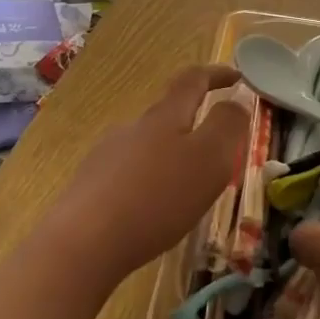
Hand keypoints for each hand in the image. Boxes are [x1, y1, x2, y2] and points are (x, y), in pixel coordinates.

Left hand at [51, 64, 248, 286]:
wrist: (82, 243)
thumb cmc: (156, 198)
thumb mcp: (209, 159)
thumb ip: (228, 125)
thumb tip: (236, 101)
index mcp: (165, 116)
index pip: (193, 80)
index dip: (216, 74)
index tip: (237, 77)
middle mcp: (133, 127)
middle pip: (168, 114)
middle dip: (194, 124)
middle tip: (218, 153)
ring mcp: (106, 156)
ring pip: (147, 146)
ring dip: (170, 157)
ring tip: (186, 190)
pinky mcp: (90, 186)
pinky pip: (128, 175)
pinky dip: (148, 184)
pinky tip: (150, 212)